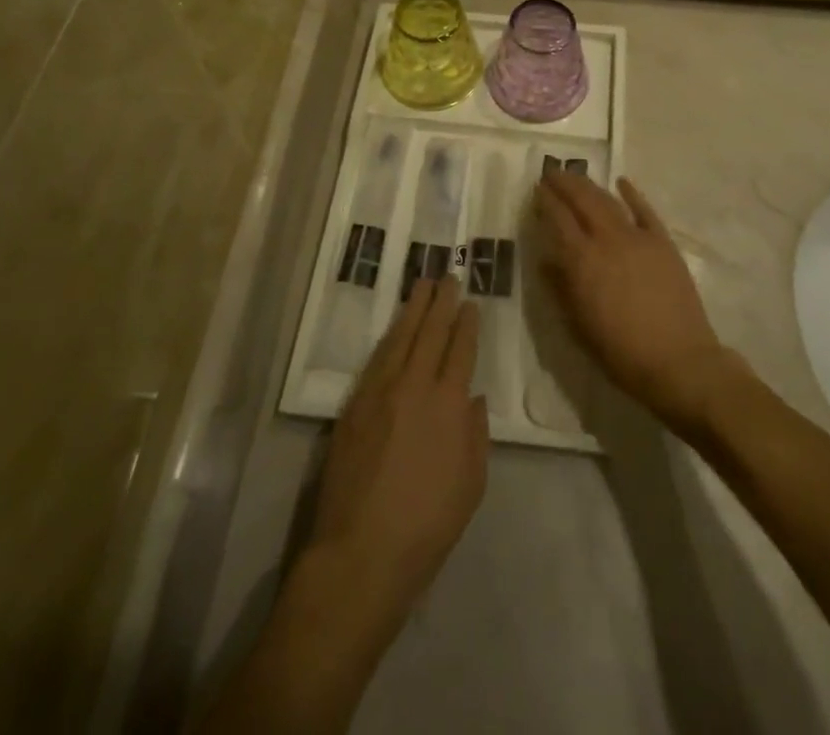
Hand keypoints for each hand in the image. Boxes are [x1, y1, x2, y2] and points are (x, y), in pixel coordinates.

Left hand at [307, 277, 487, 633]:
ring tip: (422, 286)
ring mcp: (380, 392)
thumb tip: (472, 398)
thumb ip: (476, 435)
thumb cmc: (427, 526)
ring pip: (400, 338)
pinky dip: (389, 337)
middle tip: (448, 277)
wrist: (361, 551)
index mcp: (449, 405)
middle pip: (430, 333)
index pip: (460, 350)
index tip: (470, 303)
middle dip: (441, 302)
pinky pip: (376, 359)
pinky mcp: (354, 405)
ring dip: (413, 309)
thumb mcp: (471, 485)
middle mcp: (415, 386)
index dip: (466, 324)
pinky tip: (394, 328)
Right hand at [534, 171, 731, 433]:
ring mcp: (638, 238)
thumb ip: (560, 289)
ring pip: (608, 201)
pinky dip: (632, 194)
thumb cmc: (621, 353)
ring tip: (576, 175)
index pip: (558, 219)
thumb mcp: (578, 327)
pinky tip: (621, 182)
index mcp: (582, 261)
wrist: (679, 362)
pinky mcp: (663, 242)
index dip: (546, 201)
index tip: (536, 189)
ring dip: (590, 185)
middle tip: (551, 172)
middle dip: (564, 183)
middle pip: (582, 200)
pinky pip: (645, 210)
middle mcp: (607, 240)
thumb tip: (545, 260)